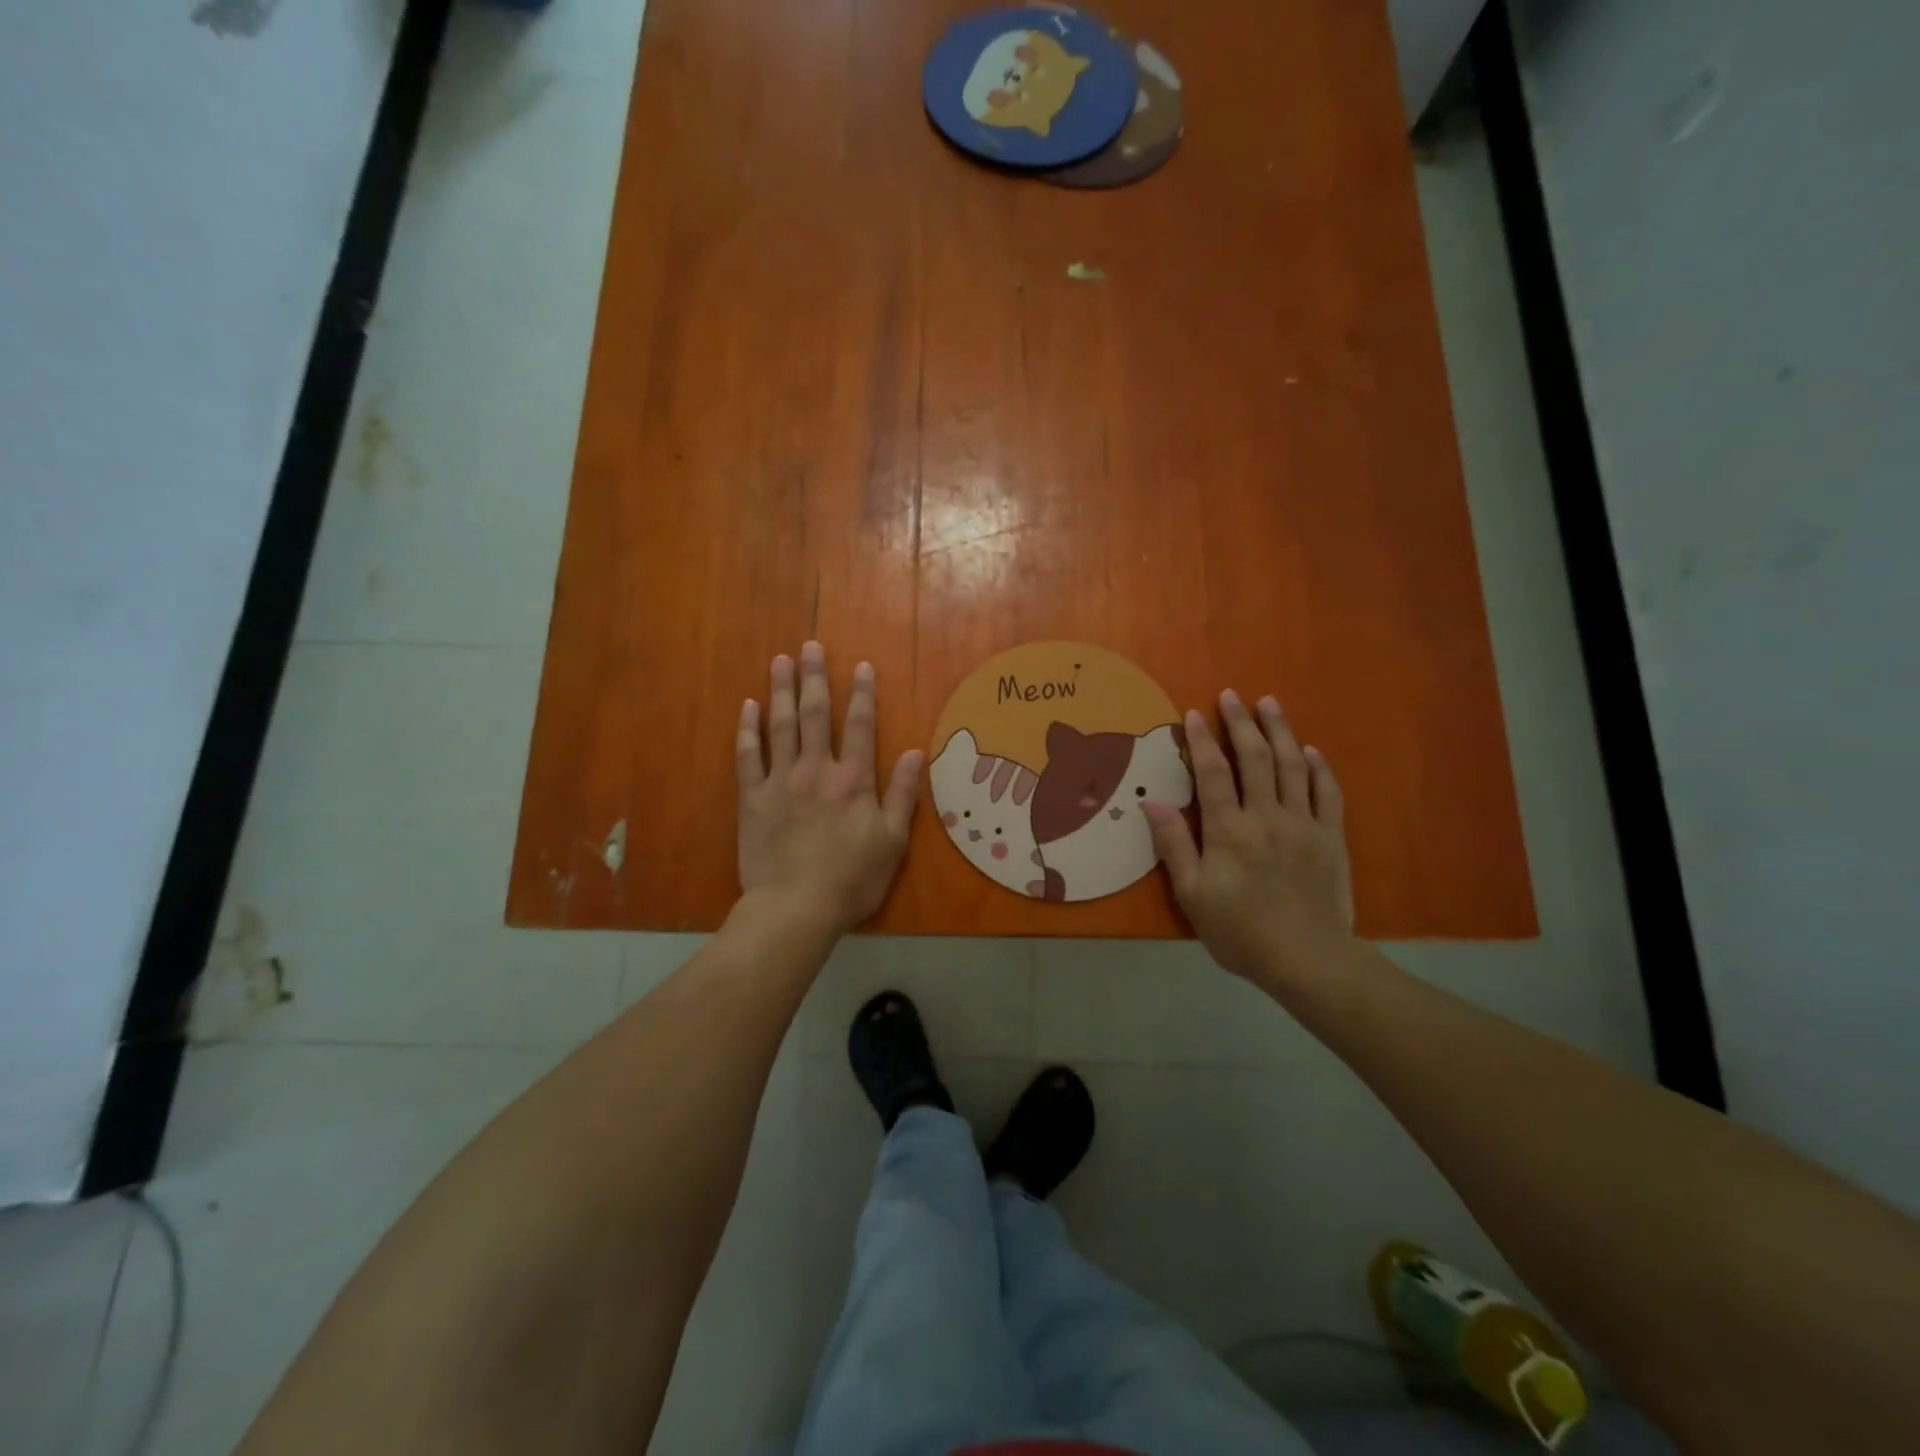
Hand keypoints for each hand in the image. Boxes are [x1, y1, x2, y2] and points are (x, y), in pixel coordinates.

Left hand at [736, 641, 922, 935]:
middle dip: (815, 678)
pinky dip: (748, 730)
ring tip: (780, 661)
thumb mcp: (892, 842)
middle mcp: (816, 770)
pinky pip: (748, 756)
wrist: (795, 908)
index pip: (861, 727)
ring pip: (781, 726)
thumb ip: (903, 794)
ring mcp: (781, 782)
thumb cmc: (851, 879)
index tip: (860, 665)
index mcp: (853, 780)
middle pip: (817, 715)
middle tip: (809, 646)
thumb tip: (917, 752)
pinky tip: (748, 707)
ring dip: (782, 691)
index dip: (862, 694)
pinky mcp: (752, 798)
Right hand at [1142, 691, 1353, 981]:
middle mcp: (1267, 816)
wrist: (1308, 959)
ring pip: (1292, 766)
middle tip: (1233, 695)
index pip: (1213, 773)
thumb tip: (1152, 802)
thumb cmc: (1240, 931)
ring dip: (1280, 731)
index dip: (1202, 741)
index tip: (1195, 713)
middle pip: (1254, 758)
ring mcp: (1303, 823)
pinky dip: (1318, 767)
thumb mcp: (1193, 894)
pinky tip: (1310, 750)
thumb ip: (1174, 845)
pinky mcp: (1331, 837)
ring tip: (1270, 704)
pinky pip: (1326, 792)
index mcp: (1229, 830)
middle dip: (1241, 723)